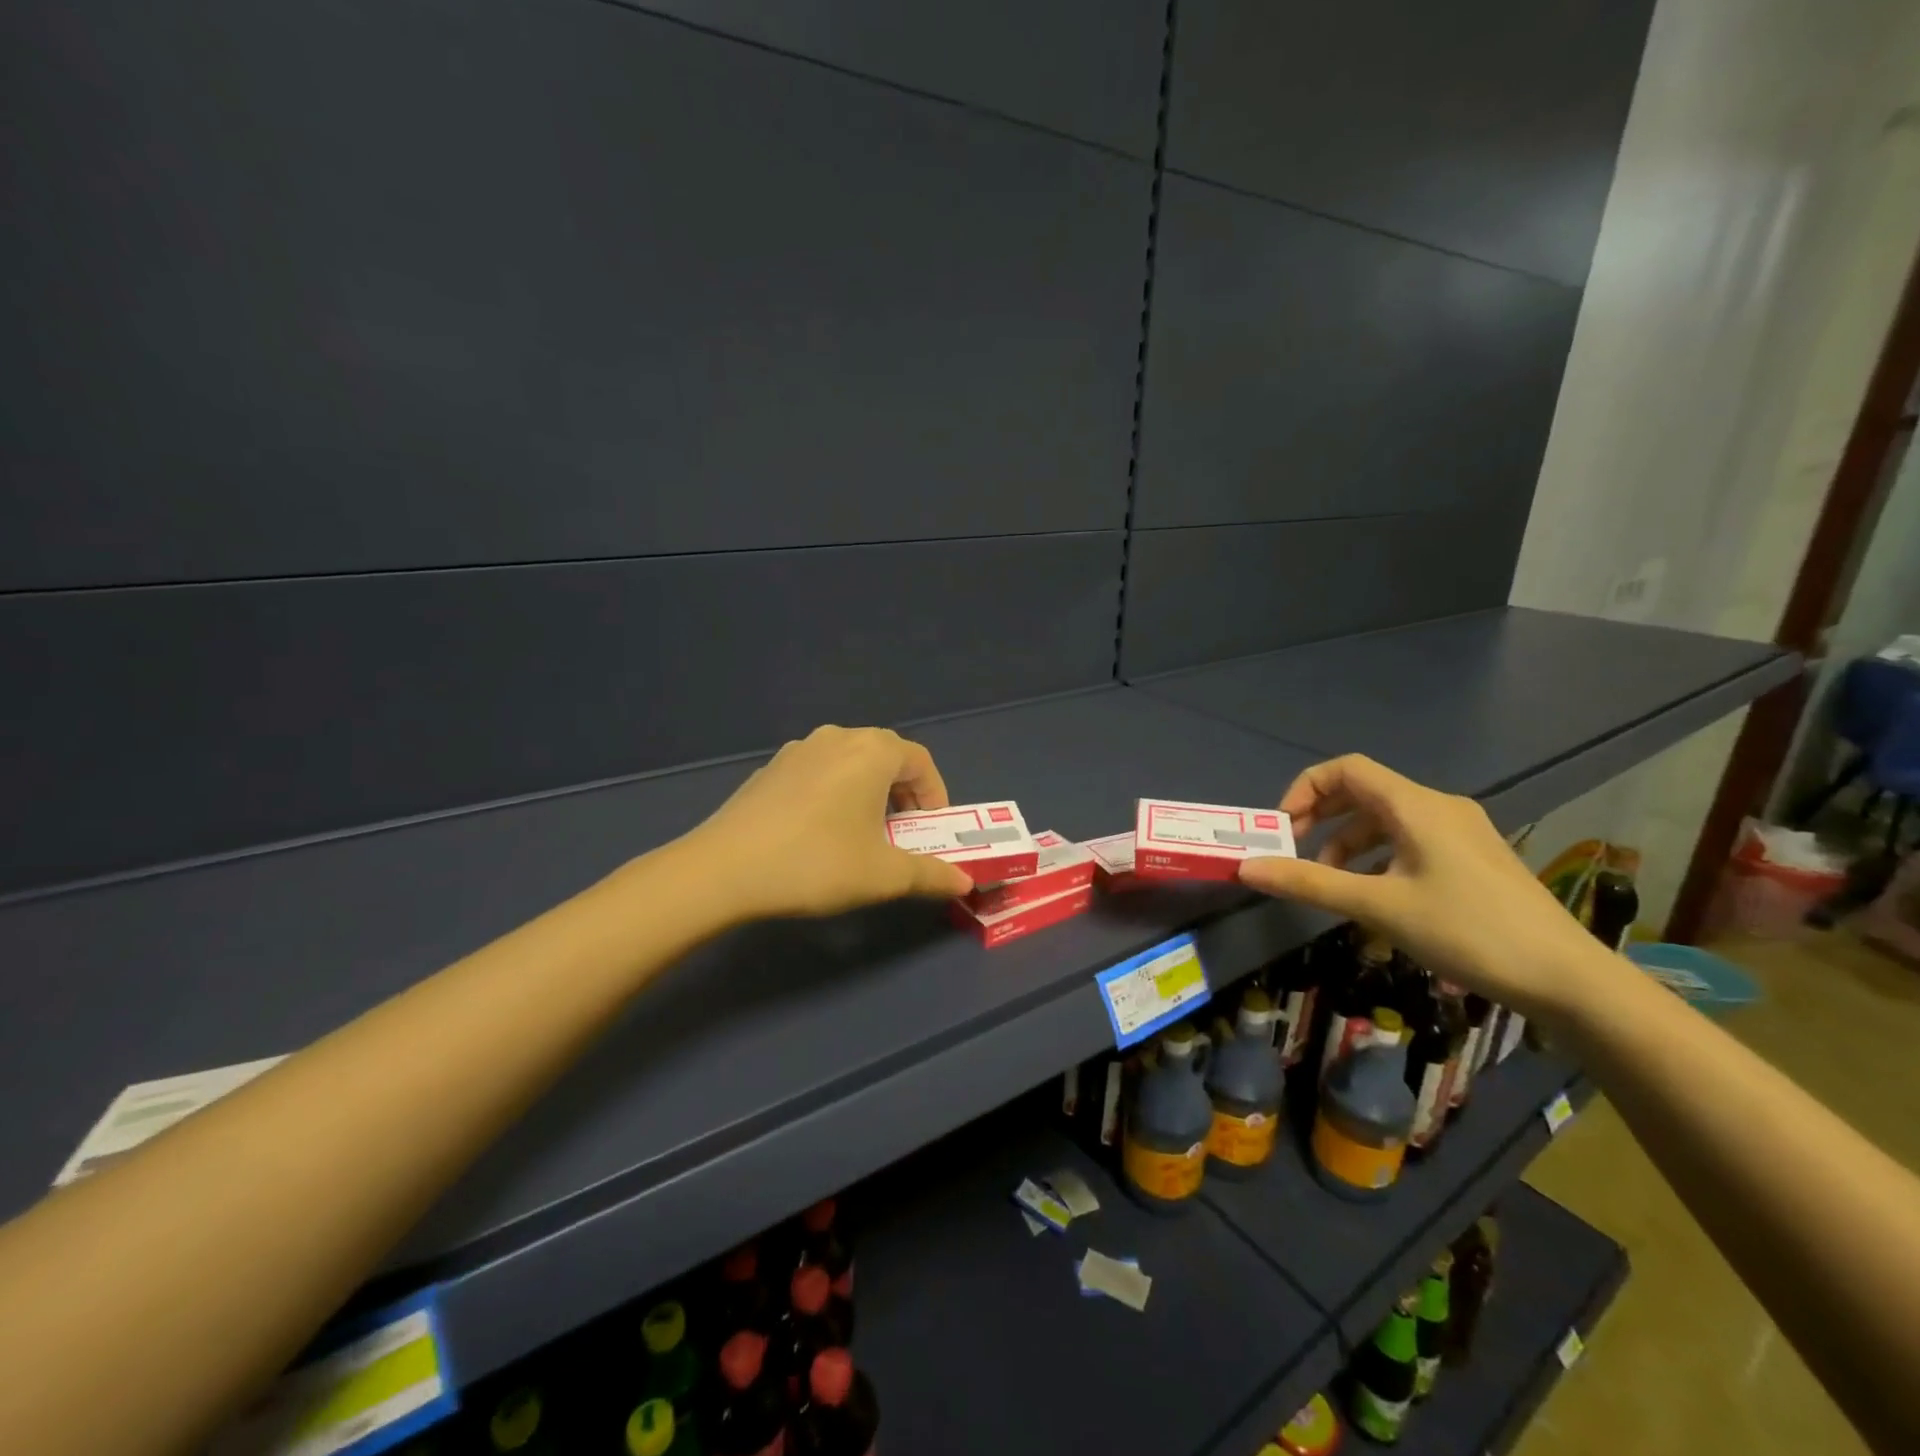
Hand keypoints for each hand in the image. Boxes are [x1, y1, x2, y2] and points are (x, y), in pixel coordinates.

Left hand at [682, 725, 974, 920]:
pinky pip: (819, 773)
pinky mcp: (769, 769)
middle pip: (886, 757)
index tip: (933, 832)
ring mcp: (798, 750)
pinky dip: (835, 794)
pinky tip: (819, 833)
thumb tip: (964, 881)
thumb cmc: (817, 863)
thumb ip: (931, 875)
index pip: (921, 761)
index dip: (936, 796)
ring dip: (869, 793)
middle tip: (903, 835)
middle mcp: (837, 738)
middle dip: (904, 795)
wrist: (724, 870)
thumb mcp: (884, 875)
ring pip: (850, 763)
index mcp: (872, 751)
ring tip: (863, 834)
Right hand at [1237, 755, 1616, 1019]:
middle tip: (1294, 851)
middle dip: (1321, 817)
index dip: (1305, 789)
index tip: (1282, 829)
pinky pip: (1410, 840)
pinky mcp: (1473, 858)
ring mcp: (1461, 832)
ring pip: (1386, 819)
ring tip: (1330, 881)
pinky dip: (1378, 856)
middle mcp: (1438, 807)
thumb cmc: (1467, 931)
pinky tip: (1374, 893)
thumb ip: (1309, 883)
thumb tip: (1246, 868)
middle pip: (1364, 792)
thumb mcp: (1378, 906)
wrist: (1567, 978)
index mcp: (1416, 806)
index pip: (1346, 769)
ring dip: (1348, 842)